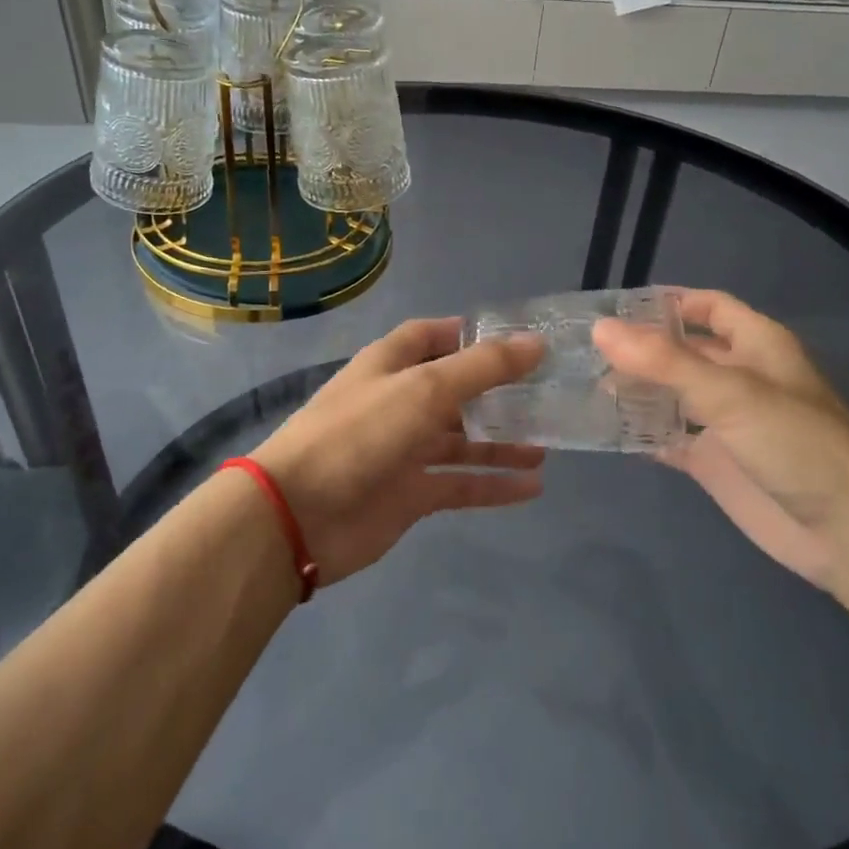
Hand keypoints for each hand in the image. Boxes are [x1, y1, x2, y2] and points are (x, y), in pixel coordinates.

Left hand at [250, 319, 546, 585]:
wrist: (299, 514)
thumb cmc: (359, 433)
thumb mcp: (423, 389)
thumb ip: (482, 368)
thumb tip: (536, 342)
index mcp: (390, 365)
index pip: (431, 336)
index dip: (468, 334)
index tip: (516, 339)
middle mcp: (398, 402)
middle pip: (454, 390)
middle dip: (496, 391)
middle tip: (548, 394)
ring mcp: (403, 450)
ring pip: (462, 440)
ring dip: (501, 441)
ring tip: (548, 443)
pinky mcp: (409, 494)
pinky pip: (459, 484)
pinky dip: (493, 485)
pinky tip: (532, 487)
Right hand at [593, 290, 848, 588]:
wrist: (844, 530)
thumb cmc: (795, 443)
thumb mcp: (730, 392)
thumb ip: (664, 361)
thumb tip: (601, 329)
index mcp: (756, 344)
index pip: (707, 306)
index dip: (666, 302)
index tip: (614, 308)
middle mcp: (738, 376)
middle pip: (682, 350)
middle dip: (639, 348)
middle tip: (583, 349)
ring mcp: (724, 421)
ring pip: (670, 394)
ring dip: (634, 389)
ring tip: (583, 385)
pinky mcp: (713, 461)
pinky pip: (667, 438)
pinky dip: (640, 433)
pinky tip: (605, 430)